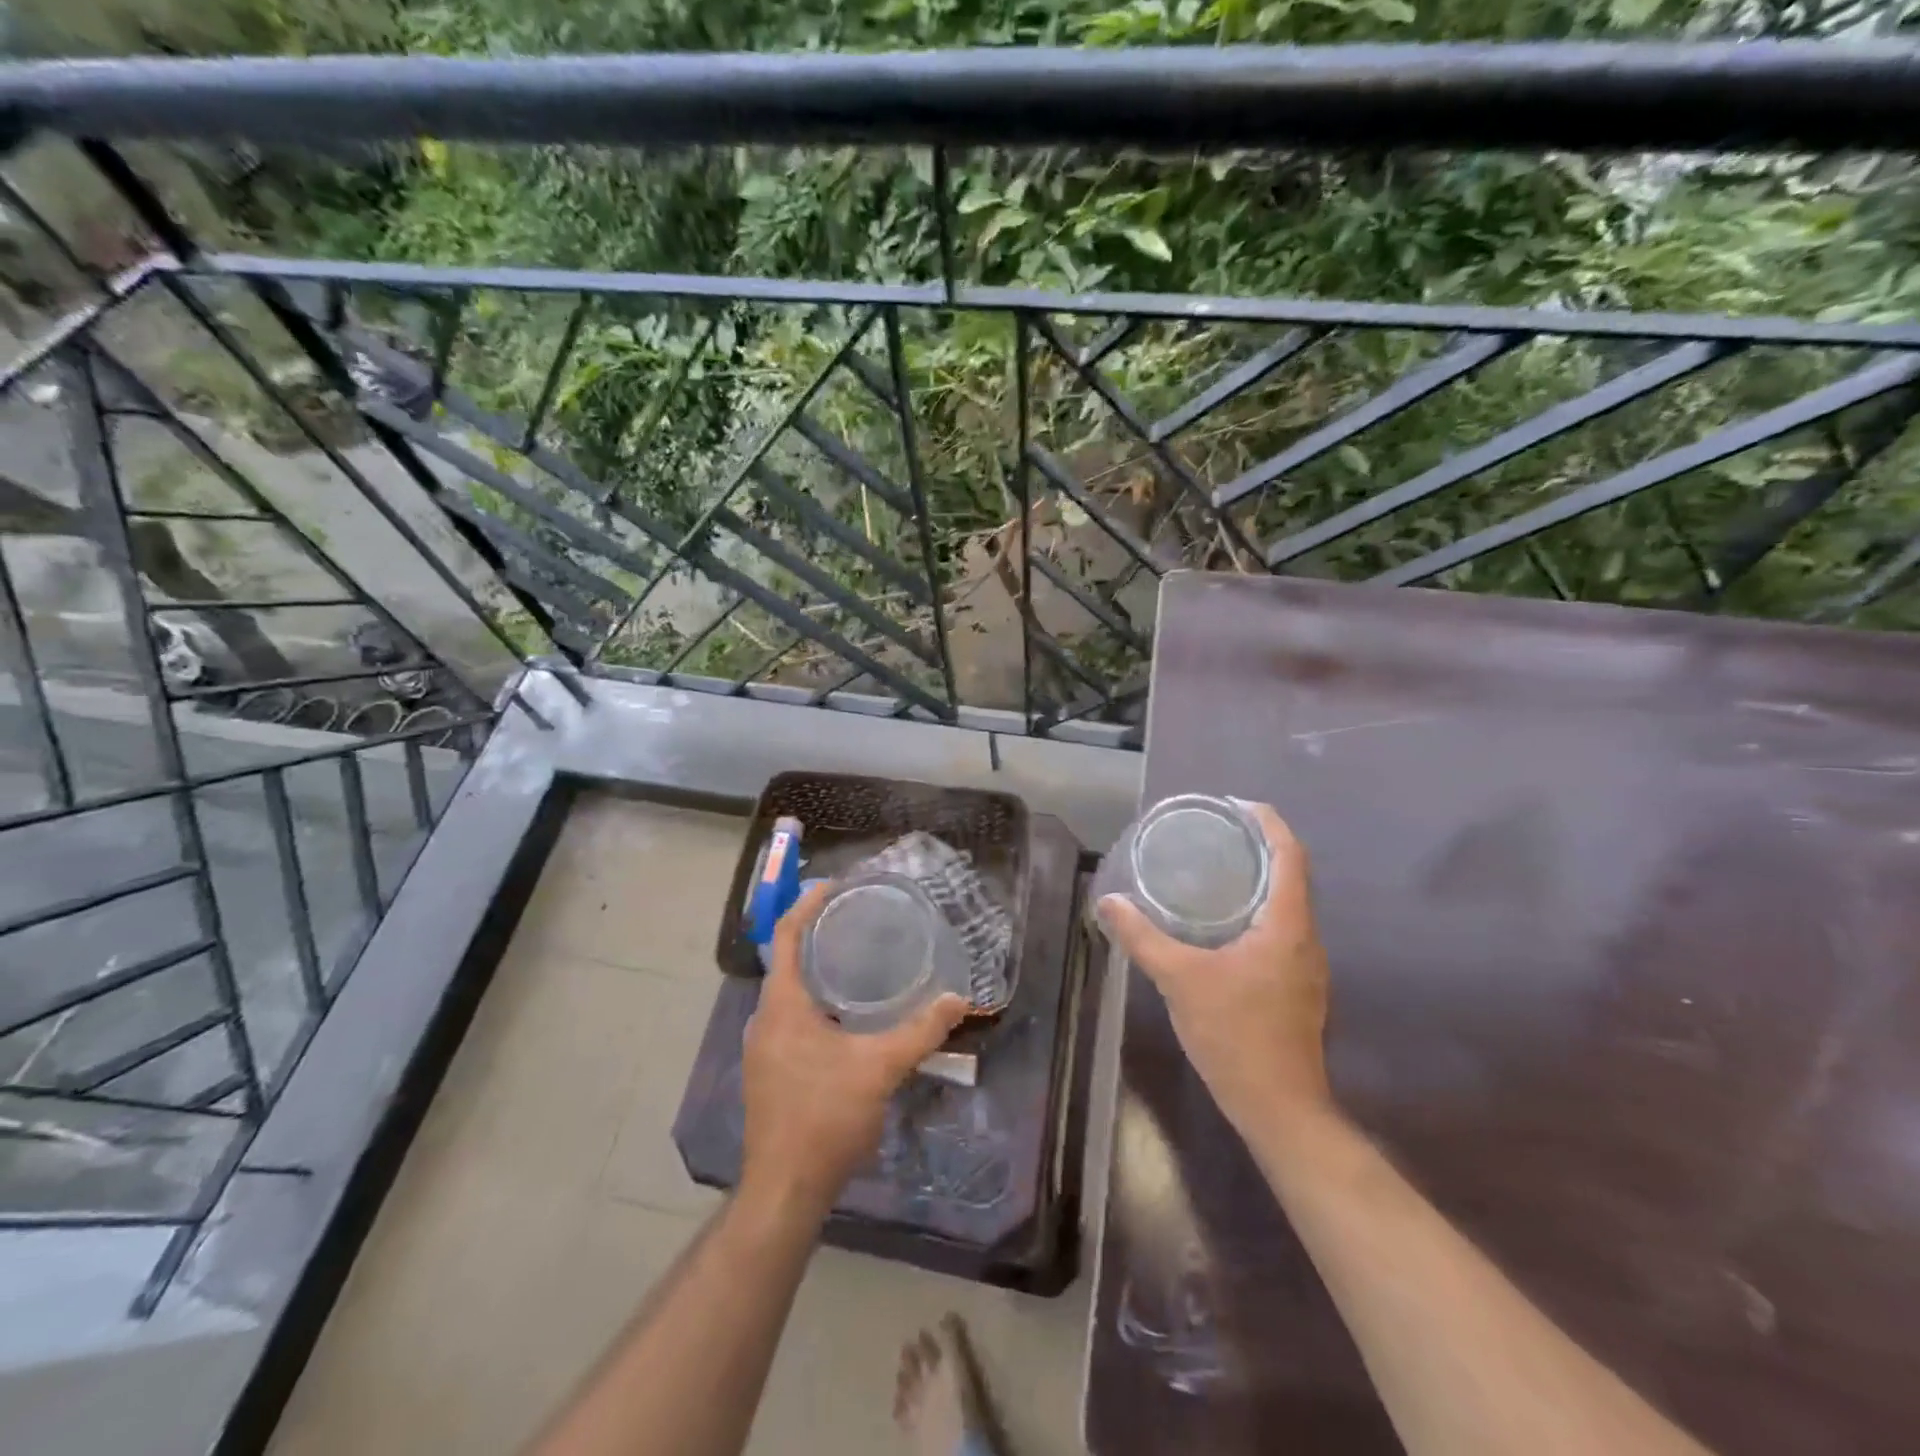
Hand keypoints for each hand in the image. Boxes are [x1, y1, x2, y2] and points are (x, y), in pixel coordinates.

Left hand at [740, 881, 968, 1220]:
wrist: (785, 1190)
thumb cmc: (825, 1118)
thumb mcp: (880, 1068)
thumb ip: (921, 1031)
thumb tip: (959, 999)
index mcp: (782, 1005)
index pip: (787, 936)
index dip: (808, 904)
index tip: (834, 884)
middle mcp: (764, 1019)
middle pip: (787, 960)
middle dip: (818, 934)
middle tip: (857, 918)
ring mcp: (763, 1048)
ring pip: (789, 991)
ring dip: (817, 969)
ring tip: (857, 958)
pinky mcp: (770, 1070)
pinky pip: (791, 1017)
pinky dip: (815, 1000)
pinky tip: (847, 1014)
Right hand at [1099, 801, 1333, 1137]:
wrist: (1279, 1106)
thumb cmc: (1235, 1034)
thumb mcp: (1179, 979)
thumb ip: (1142, 937)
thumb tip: (1109, 902)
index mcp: (1287, 924)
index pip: (1290, 854)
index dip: (1268, 822)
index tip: (1236, 805)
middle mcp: (1307, 937)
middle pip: (1293, 874)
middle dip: (1260, 846)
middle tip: (1217, 834)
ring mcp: (1307, 965)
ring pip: (1289, 904)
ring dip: (1261, 879)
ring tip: (1217, 870)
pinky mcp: (1299, 986)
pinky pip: (1283, 929)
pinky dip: (1259, 909)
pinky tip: (1224, 923)